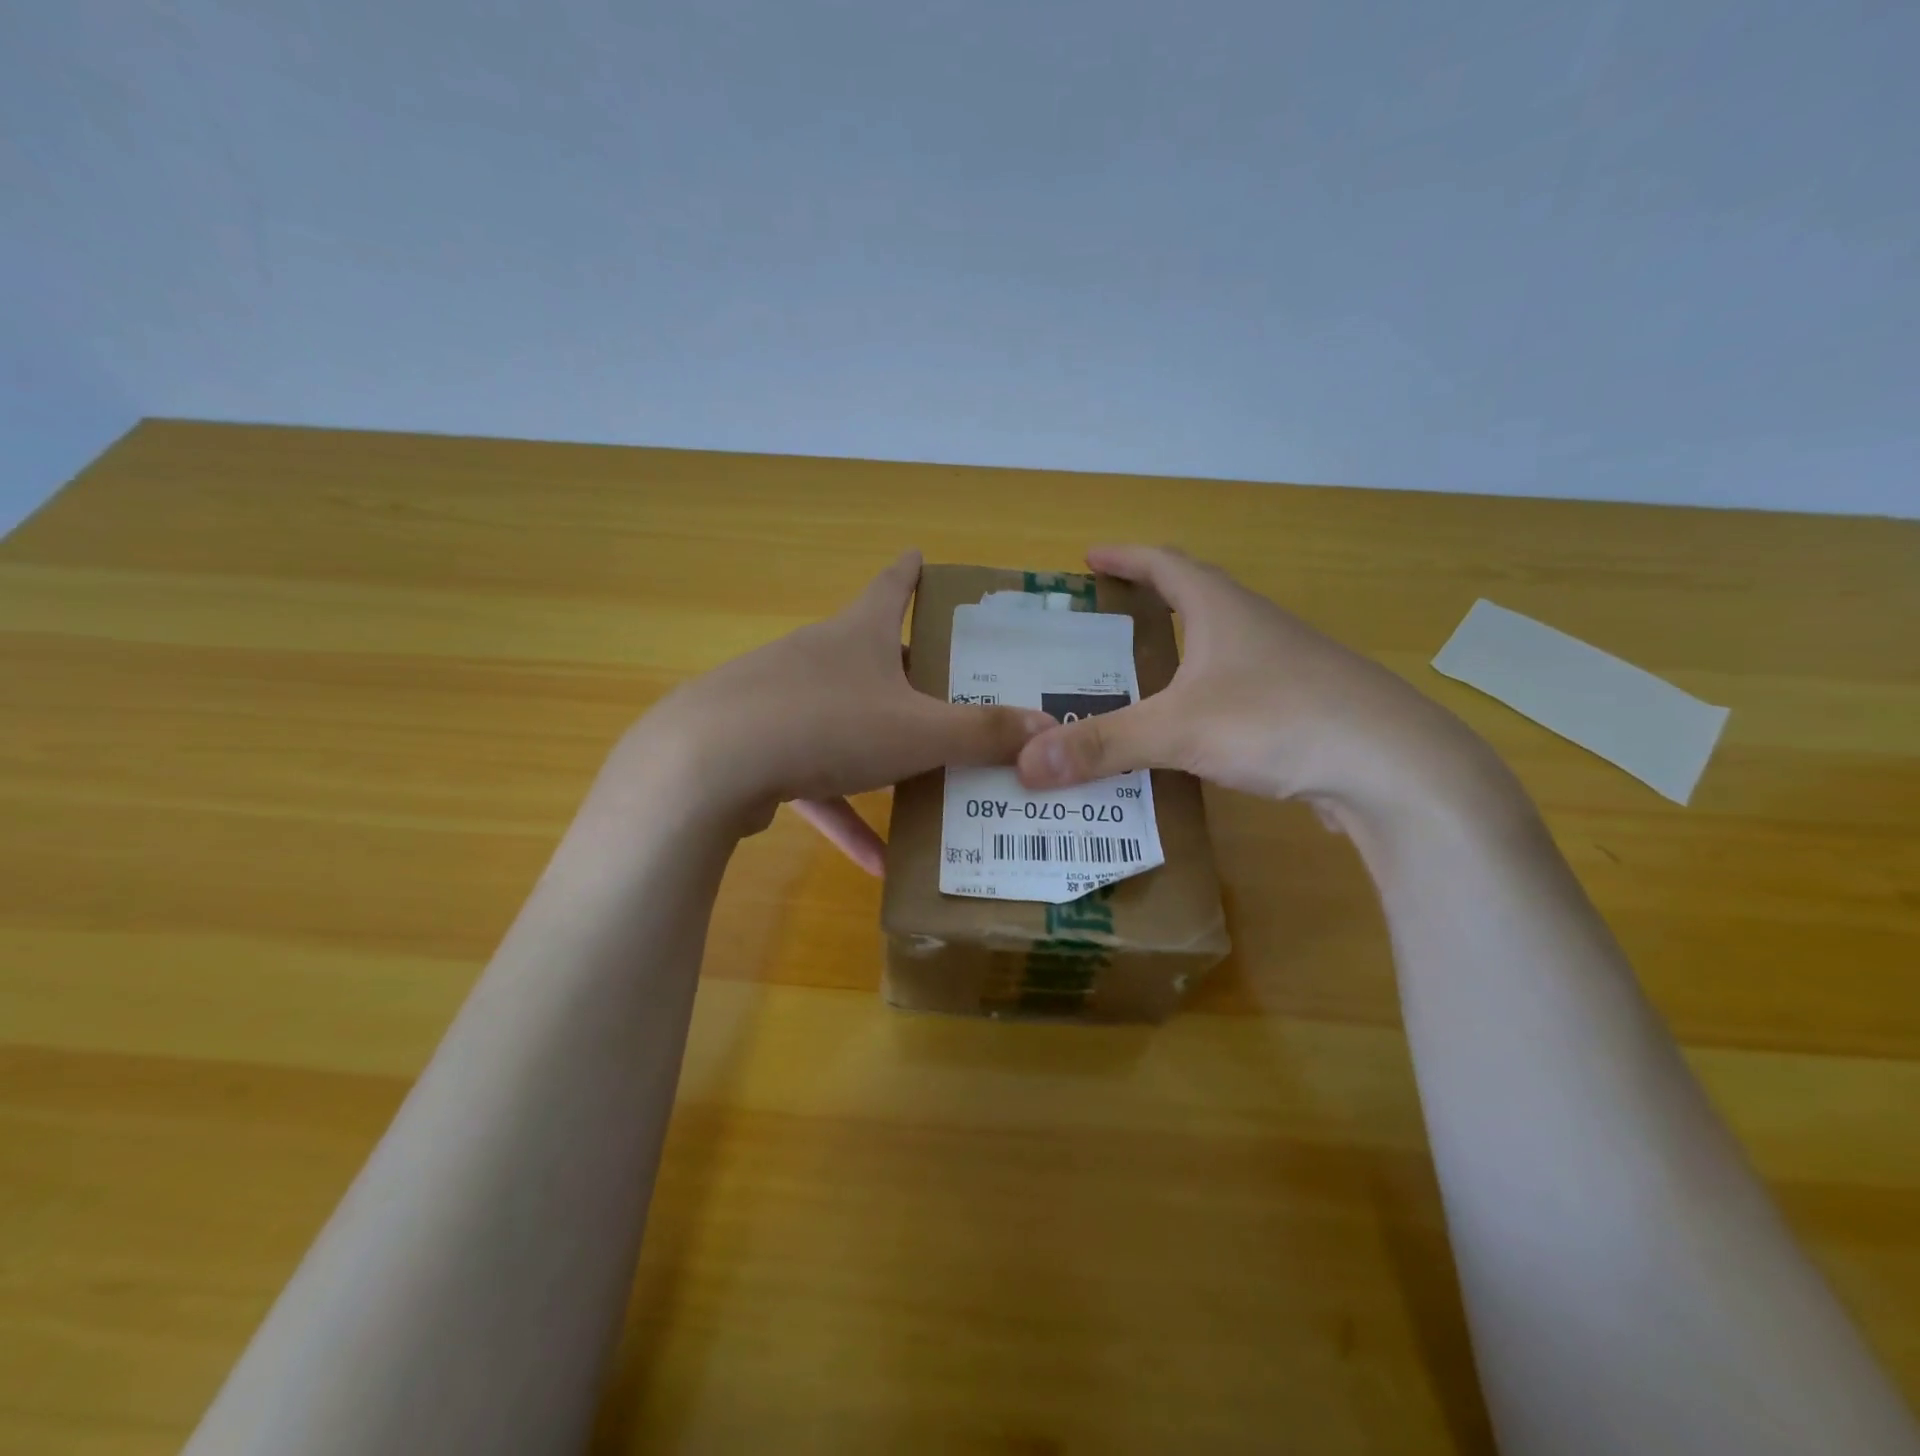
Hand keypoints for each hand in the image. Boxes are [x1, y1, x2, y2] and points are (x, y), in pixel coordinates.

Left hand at [631, 551, 1053, 872]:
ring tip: (927, 786)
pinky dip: (844, 814)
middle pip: (870, 657)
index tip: (922, 556)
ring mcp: (781, 702)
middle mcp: (818, 658)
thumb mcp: (918, 731)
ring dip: (881, 756)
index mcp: (858, 635)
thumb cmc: (828, 725)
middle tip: (948, 690)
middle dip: (907, 673)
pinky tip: (875, 864)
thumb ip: (982, 732)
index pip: (892, 586)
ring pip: (845, 723)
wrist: (707, 765)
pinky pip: (815, 781)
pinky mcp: (757, 750)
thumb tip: (1047, 728)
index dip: (911, 571)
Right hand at [1015, 546, 1500, 823]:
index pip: (1165, 564)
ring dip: (1177, 656)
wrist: (1395, 769)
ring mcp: (1285, 669)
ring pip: (1217, 651)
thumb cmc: (1280, 721)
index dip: (1125, 558)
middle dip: (1148, 603)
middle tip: (1103, 624)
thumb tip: (1024, 762)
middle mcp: (1256, 628)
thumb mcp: (1178, 730)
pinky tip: (1188, 734)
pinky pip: (1236, 693)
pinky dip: (1201, 700)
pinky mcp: (1302, 710)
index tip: (1089, 558)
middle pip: (1194, 600)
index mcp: (1223, 610)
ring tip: (1134, 681)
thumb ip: (1101, 745)